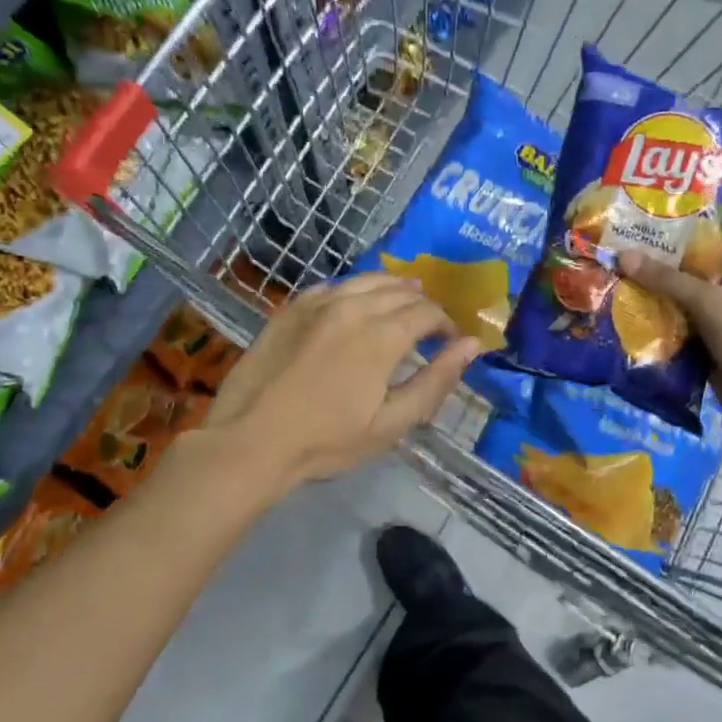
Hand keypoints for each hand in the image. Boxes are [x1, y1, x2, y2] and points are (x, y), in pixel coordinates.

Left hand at [206, 273, 482, 489]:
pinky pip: (333, 285)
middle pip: (400, 291)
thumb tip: (471, 345)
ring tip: (401, 303)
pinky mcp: (291, 308)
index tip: (449, 341)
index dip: (445, 324)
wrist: (250, 441)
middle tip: (428, 326)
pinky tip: (355, 303)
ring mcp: (318, 303)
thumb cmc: (326, 441)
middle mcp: (353, 307)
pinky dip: (354, 290)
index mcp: (382, 336)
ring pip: (367, 281)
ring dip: (391, 289)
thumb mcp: (391, 423)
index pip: (427, 313)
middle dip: (422, 305)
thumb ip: (435, 381)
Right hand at [617, 252, 721, 433]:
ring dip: (657, 307)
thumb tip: (623, 256)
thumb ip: (664, 278)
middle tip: (624, 273)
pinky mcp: (708, 348)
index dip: (673, 251)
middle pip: (688, 283)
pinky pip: (679, 333)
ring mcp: (720, 324)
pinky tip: (635, 324)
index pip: (702, 256)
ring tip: (623, 296)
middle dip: (659, 281)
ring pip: (681, 309)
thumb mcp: (702, 297)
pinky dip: (662, 331)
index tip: (640, 248)